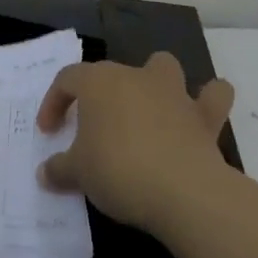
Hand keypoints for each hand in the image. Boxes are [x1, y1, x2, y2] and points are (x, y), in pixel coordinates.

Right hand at [36, 52, 234, 237]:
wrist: (182, 191)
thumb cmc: (118, 170)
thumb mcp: (77, 174)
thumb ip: (59, 169)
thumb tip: (45, 173)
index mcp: (99, 83)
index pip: (67, 79)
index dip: (54, 102)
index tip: (49, 132)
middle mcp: (136, 77)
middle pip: (112, 72)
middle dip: (100, 95)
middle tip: (93, 129)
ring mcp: (174, 93)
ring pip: (163, 66)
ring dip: (154, 81)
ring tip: (146, 108)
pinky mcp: (205, 116)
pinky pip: (213, 96)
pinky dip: (208, 100)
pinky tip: (199, 115)